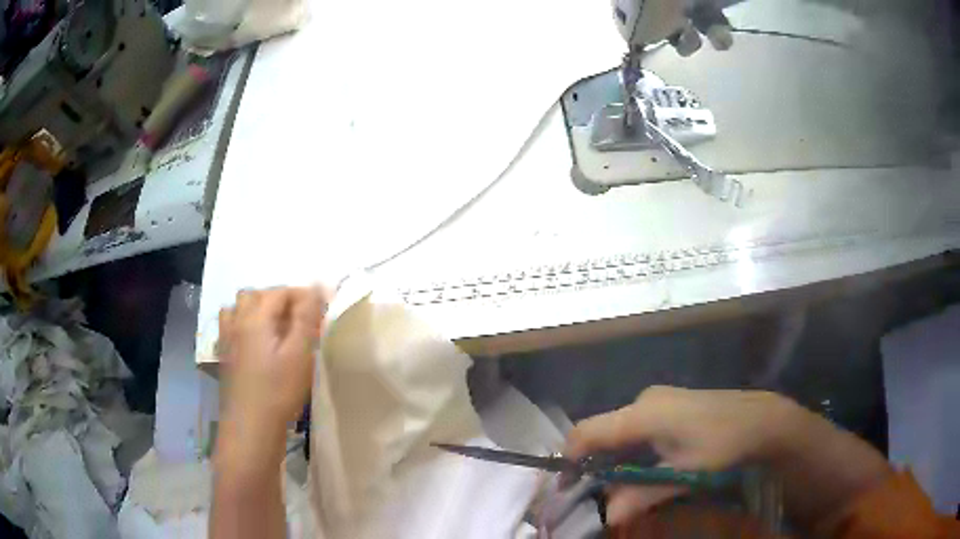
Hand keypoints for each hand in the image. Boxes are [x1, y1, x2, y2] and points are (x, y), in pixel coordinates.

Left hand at [217, 287, 326, 464]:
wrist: (250, 426)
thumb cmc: (278, 390)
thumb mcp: (299, 353)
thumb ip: (306, 317)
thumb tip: (317, 286)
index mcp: (256, 317)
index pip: (281, 292)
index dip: (303, 296)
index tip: (322, 309)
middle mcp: (237, 320)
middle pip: (256, 294)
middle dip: (279, 299)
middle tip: (300, 320)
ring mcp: (227, 338)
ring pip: (239, 307)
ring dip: (257, 308)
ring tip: (275, 327)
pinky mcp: (224, 355)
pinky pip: (230, 325)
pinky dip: (243, 323)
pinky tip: (255, 342)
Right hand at [565, 386, 800, 524]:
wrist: (763, 418)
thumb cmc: (724, 444)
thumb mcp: (683, 474)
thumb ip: (642, 495)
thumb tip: (609, 516)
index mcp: (643, 413)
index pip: (587, 432)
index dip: (570, 459)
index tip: (566, 488)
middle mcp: (644, 400)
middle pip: (602, 432)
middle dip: (593, 464)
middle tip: (596, 495)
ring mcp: (659, 399)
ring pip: (620, 431)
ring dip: (613, 459)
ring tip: (621, 488)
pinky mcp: (670, 404)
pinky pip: (637, 428)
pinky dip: (631, 451)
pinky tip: (646, 469)